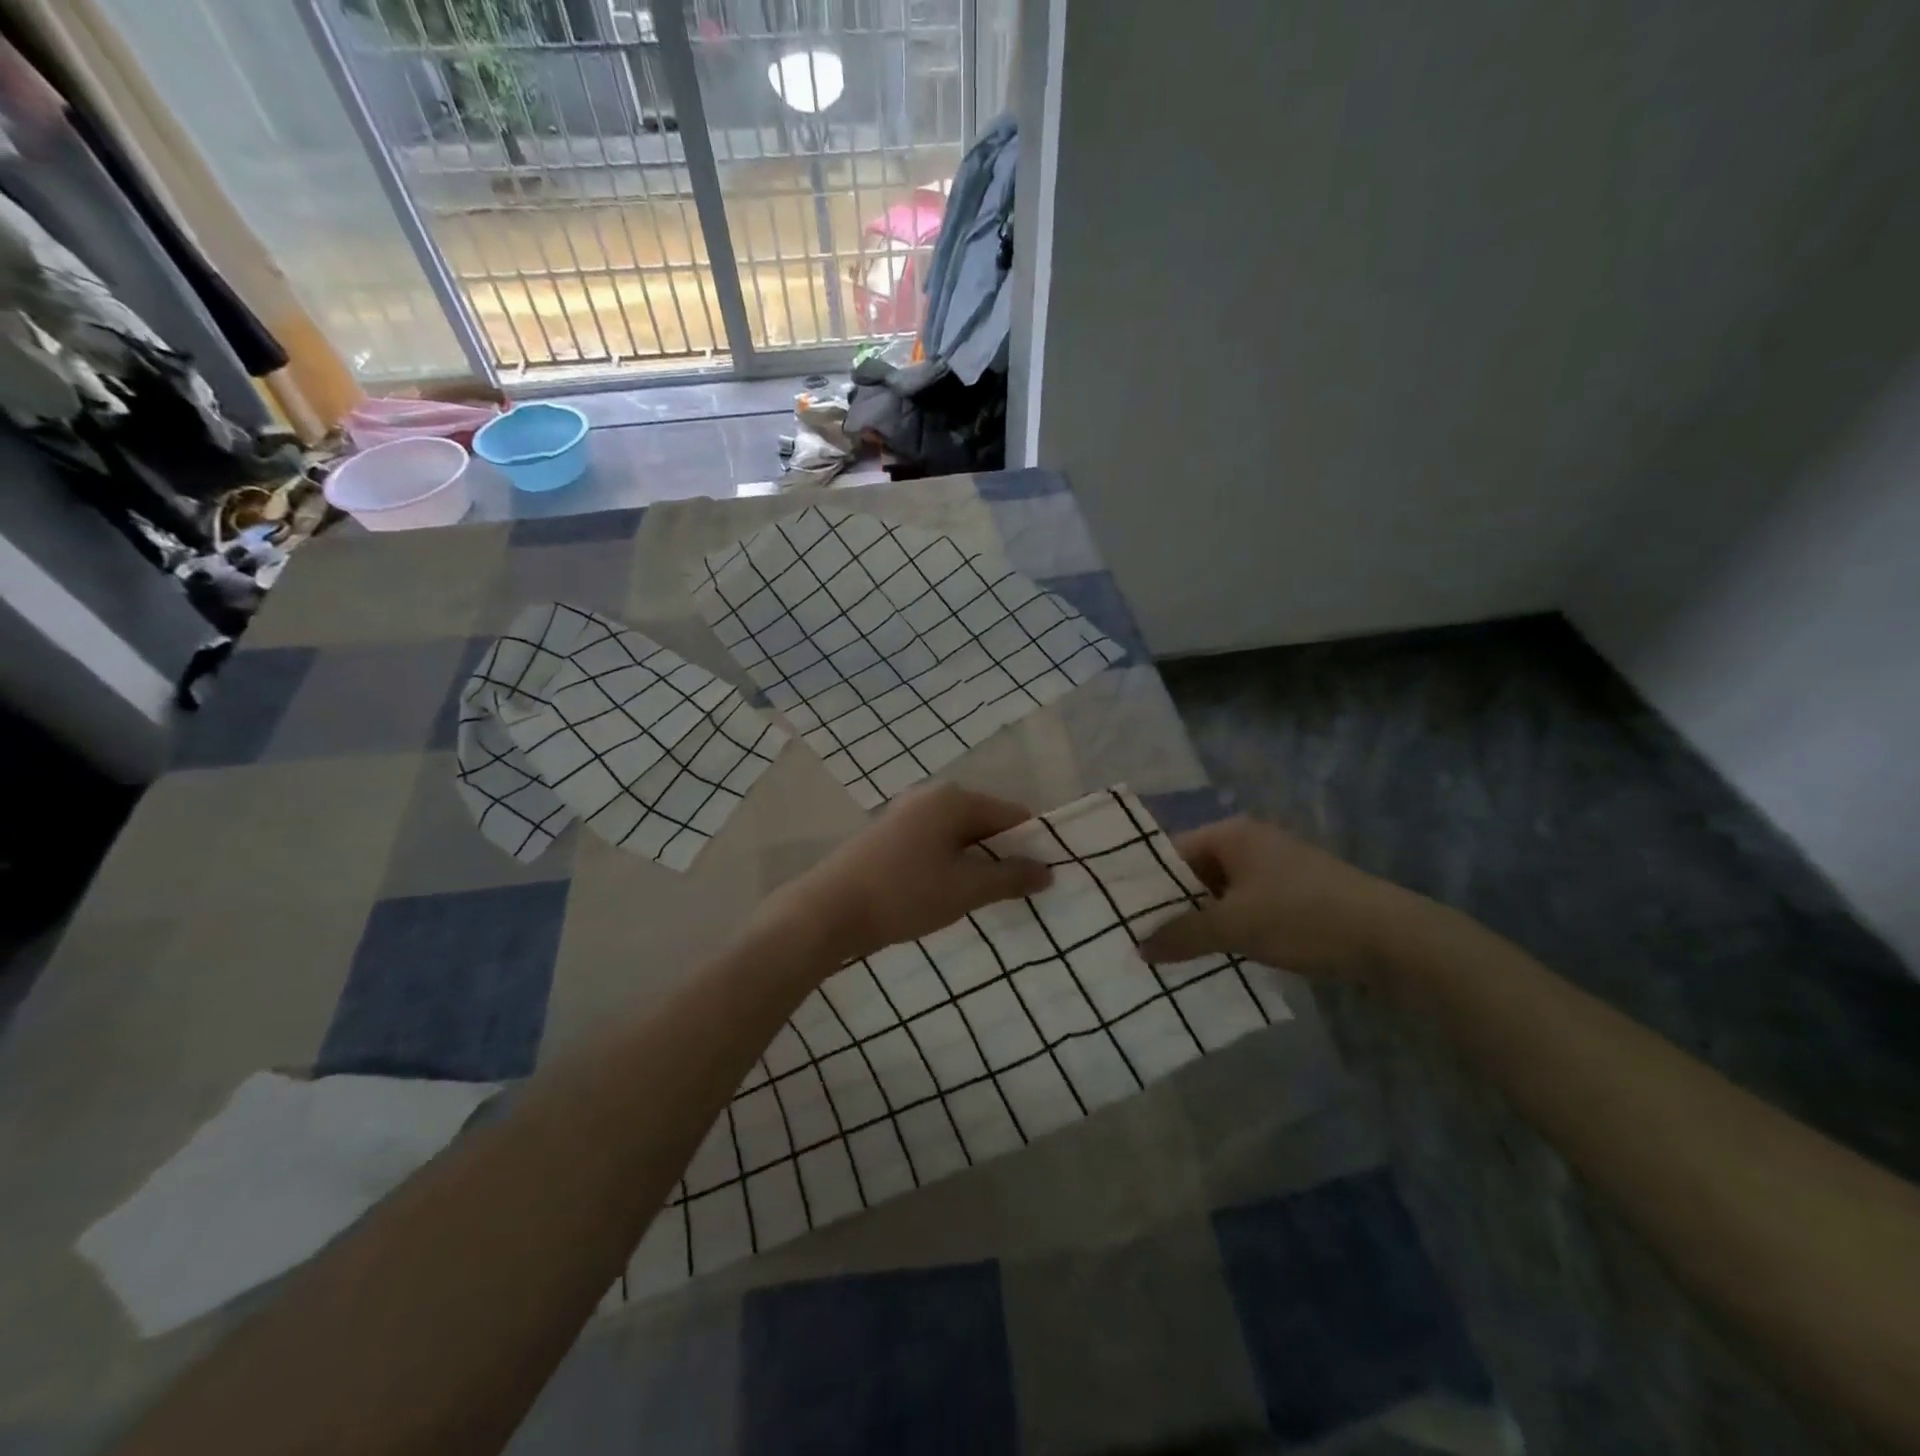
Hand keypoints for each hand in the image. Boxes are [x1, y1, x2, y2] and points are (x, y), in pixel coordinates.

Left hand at [758, 783, 1052, 964]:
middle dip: (1003, 855)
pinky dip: (950, 864)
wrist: (829, 910)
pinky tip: (949, 893)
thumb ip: (1010, 877)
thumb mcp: (965, 889)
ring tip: (985, 898)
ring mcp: (907, 813)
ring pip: (959, 835)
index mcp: (955, 798)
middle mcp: (932, 796)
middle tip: (1018, 893)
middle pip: (985, 822)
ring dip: (976, 863)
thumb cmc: (904, 894)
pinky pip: (936, 843)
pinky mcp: (890, 834)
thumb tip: (1047, 870)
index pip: (1013, 814)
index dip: (1033, 845)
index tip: (1044, 878)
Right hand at [1139, 817, 1412, 975]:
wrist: (1391, 936)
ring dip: (1203, 920)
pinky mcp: (1296, 892)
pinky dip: (1231, 925)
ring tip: (1173, 952)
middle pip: (1196, 872)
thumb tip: (1139, 947)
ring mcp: (1276, 866)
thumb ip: (1182, 935)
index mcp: (1231, 834)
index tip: (1125, 915)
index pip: (1173, 852)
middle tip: (1143, 938)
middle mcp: (1251, 842)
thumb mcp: (1234, 927)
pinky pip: (1247, 904)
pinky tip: (1217, 954)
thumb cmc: (1301, 917)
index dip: (1149, 884)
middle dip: (1174, 906)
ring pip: (1222, 892)